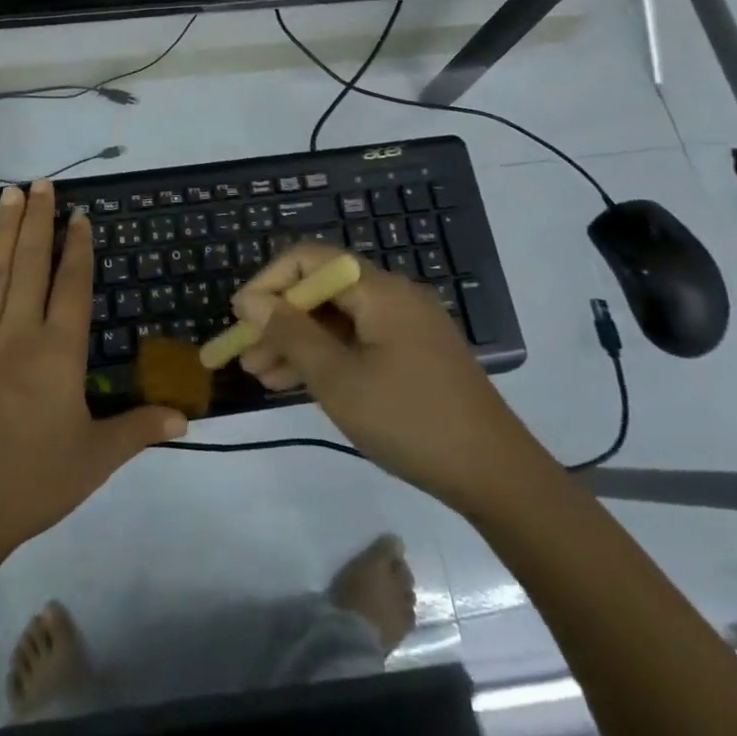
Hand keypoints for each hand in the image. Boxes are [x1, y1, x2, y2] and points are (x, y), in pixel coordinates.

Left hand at [0, 179, 186, 560]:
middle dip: (40, 221)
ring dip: (5, 232)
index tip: (80, 215)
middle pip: (33, 265)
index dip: (78, 248)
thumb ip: (139, 430)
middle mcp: (20, 334)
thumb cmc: (32, 483)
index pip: (72, 286)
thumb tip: (186, 418)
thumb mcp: (95, 459)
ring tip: (10, 194)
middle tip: (43, 183)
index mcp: (59, 352)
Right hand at [233, 244, 547, 510]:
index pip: (310, 259)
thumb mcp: (337, 379)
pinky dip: (326, 357)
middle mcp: (393, 297)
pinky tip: (296, 383)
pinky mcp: (413, 355)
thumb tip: (251, 301)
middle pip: (322, 290)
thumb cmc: (409, 419)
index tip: (240, 316)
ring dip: (297, 342)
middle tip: (244, 355)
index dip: (269, 281)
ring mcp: (406, 327)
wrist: (496, 476)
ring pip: (337, 320)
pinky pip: (358, 342)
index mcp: (379, 289)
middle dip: (278, 319)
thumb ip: (290, 333)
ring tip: (261, 376)